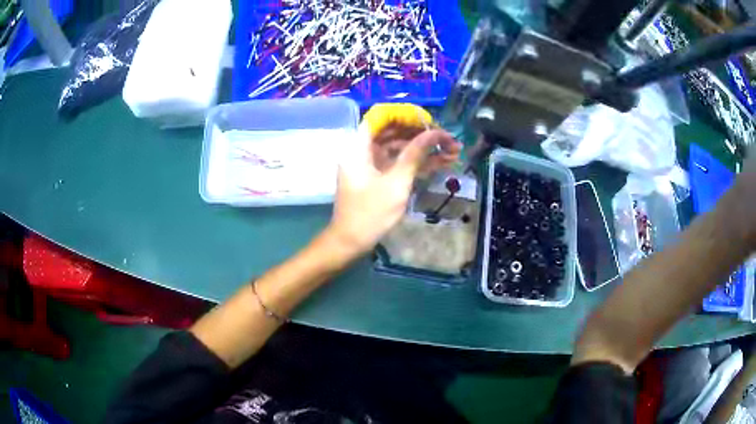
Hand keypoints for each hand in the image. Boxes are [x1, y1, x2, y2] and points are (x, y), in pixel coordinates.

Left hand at [326, 124, 460, 257]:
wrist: (351, 242)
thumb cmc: (370, 213)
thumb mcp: (396, 183)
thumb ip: (415, 155)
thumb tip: (434, 133)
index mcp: (360, 146)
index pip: (383, 116)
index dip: (406, 115)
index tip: (429, 123)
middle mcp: (364, 149)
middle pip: (395, 131)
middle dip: (423, 133)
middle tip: (449, 140)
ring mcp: (372, 163)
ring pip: (401, 147)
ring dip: (425, 149)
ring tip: (453, 152)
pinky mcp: (379, 176)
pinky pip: (399, 162)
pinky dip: (418, 162)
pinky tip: (442, 163)